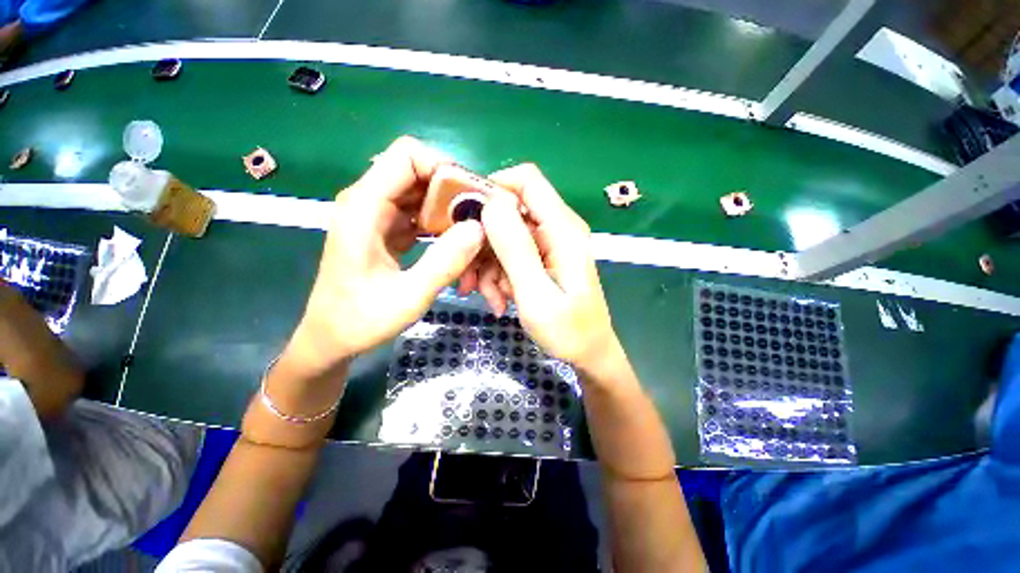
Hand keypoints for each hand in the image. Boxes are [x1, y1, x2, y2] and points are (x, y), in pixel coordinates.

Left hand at [286, 137, 485, 373]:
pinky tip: (454, 243)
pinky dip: (440, 222)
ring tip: (471, 233)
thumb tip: (478, 228)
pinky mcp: (385, 229)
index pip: (407, 155)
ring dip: (449, 209)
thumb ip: (445, 262)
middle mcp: (368, 201)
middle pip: (418, 172)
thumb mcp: (409, 297)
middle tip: (479, 218)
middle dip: (453, 191)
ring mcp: (376, 215)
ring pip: (421, 192)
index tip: (472, 196)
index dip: (444, 166)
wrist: (331, 338)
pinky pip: (419, 212)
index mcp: (364, 207)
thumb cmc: (361, 320)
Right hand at [479, 164, 619, 370]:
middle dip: (483, 243)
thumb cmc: (568, 331)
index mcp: (562, 229)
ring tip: (489, 297)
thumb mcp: (537, 294)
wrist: (588, 352)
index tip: (466, 220)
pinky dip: (498, 276)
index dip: (493, 190)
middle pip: (508, 212)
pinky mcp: (542, 258)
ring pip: (503, 237)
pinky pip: (510, 255)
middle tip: (470, 277)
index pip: (526, 180)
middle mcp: (556, 228)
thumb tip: (492, 204)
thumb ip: (516, 248)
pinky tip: (499, 301)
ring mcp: (549, 244)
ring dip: (488, 266)